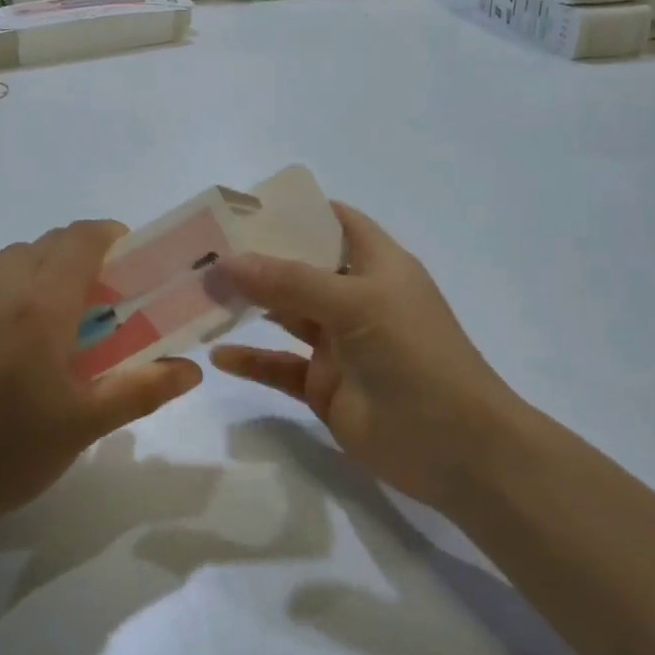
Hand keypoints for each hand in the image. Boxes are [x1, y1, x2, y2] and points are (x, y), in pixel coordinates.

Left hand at [0, 220, 202, 545]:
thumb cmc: (0, 455)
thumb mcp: (82, 427)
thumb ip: (142, 390)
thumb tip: (192, 370)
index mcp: (38, 305)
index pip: (80, 238)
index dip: (110, 237)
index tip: (127, 262)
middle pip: (42, 247)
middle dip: (73, 262)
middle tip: (89, 310)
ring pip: (1, 268)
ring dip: (30, 282)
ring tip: (35, 337)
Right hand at [209, 204, 531, 512]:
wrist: (454, 447)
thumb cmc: (415, 356)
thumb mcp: (357, 305)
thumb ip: (291, 282)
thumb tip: (228, 261)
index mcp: (378, 265)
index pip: (335, 223)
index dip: (296, 211)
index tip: (244, 207)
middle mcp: (357, 298)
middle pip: (301, 268)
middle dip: (258, 258)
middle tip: (205, 252)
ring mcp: (340, 344)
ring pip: (286, 315)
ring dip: (249, 305)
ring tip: (200, 294)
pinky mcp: (325, 386)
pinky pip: (281, 367)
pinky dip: (252, 361)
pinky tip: (218, 356)